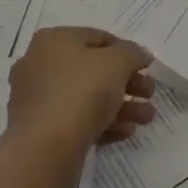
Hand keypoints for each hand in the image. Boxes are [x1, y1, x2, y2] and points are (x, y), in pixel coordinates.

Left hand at [6, 26, 155, 160]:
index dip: (126, 51)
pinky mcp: (39, 130)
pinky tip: (125, 132)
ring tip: (146, 118)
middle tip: (150, 93)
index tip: (147, 67)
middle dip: (127, 83)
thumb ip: (132, 53)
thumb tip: (139, 56)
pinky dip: (102, 123)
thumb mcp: (117, 62)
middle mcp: (40, 65)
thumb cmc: (82, 91)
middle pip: (94, 70)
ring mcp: (37, 99)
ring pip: (87, 97)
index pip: (98, 38)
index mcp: (54, 41)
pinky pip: (76, 120)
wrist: (45, 149)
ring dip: (121, 105)